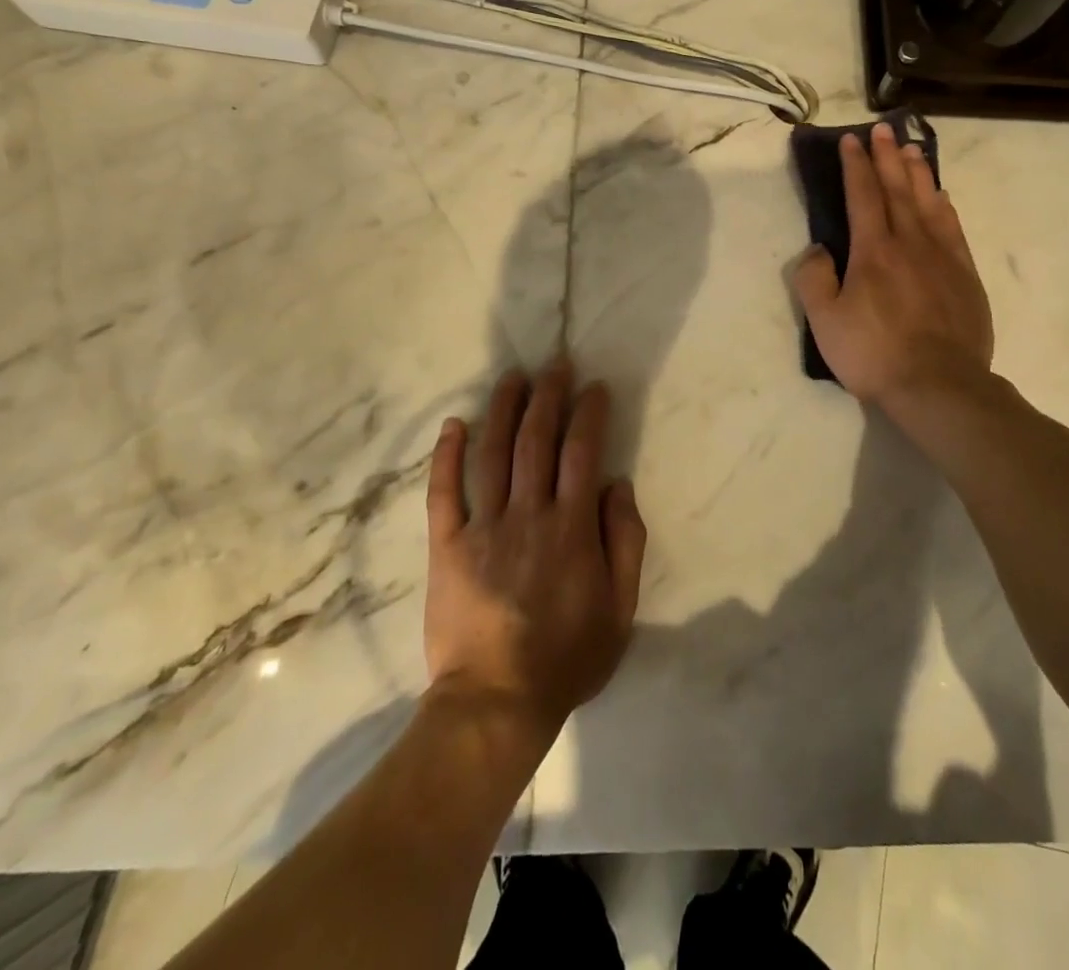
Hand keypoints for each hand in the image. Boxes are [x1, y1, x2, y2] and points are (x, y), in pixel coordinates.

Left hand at [424, 362, 647, 734]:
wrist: (496, 703)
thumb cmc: (567, 657)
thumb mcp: (620, 607)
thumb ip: (625, 540)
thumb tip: (616, 483)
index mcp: (572, 528)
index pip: (582, 452)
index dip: (589, 413)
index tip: (594, 387)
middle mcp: (528, 515)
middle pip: (537, 441)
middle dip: (548, 397)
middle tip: (555, 365)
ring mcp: (483, 528)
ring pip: (493, 454)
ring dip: (504, 410)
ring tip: (513, 377)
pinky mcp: (447, 546)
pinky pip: (443, 493)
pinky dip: (447, 456)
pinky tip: (453, 424)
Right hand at [792, 123, 993, 410]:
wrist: (939, 386)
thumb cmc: (874, 354)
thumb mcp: (825, 322)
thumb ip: (814, 279)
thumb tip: (819, 249)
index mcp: (873, 251)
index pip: (863, 196)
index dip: (856, 166)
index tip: (851, 140)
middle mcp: (910, 243)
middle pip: (898, 190)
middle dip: (887, 158)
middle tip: (883, 130)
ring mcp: (943, 258)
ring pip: (929, 203)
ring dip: (918, 174)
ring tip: (912, 150)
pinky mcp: (966, 277)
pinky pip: (954, 230)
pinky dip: (945, 207)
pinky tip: (942, 198)